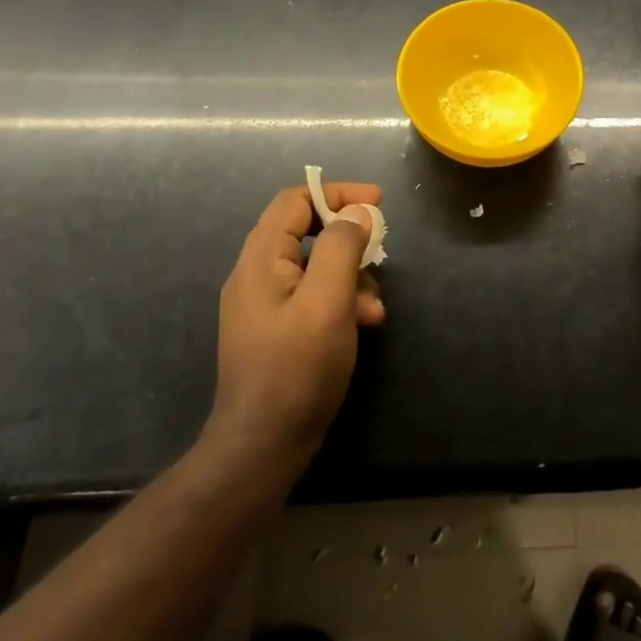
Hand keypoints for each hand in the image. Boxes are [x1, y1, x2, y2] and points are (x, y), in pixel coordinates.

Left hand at [204, 181, 385, 463]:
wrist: (263, 445)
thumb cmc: (296, 369)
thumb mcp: (327, 302)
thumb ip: (342, 248)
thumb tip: (356, 212)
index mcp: (261, 260)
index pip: (294, 201)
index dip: (337, 194)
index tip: (378, 202)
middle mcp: (257, 276)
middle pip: (306, 232)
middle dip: (350, 241)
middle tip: (382, 251)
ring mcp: (266, 306)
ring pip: (316, 267)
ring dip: (352, 277)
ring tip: (376, 308)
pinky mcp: (278, 331)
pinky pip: (314, 297)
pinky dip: (342, 301)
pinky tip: (364, 324)